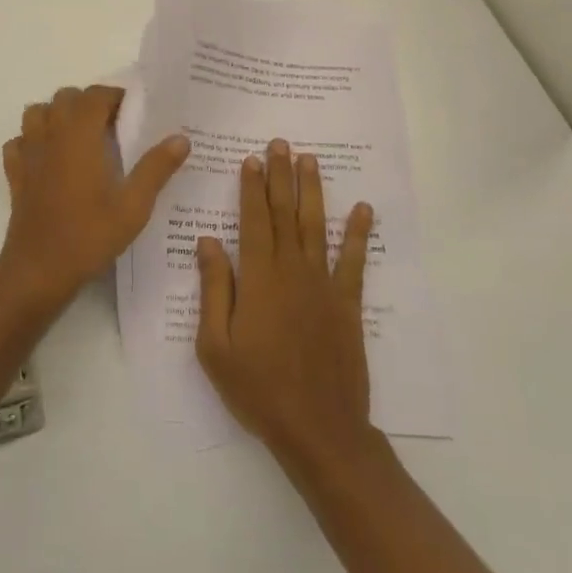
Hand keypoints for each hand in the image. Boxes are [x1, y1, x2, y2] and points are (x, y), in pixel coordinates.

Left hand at [0, 86, 188, 306]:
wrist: (39, 270)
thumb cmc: (89, 235)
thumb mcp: (134, 206)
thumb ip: (156, 168)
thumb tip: (181, 138)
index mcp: (80, 135)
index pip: (95, 95)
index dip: (115, 96)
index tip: (134, 112)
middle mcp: (51, 135)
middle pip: (65, 98)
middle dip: (88, 103)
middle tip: (112, 126)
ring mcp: (28, 153)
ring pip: (37, 113)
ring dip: (57, 115)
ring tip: (80, 137)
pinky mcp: (15, 174)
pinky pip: (19, 142)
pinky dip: (32, 141)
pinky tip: (48, 159)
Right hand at [196, 139, 375, 467]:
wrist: (318, 429)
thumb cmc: (258, 388)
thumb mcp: (215, 345)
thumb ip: (214, 289)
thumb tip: (208, 241)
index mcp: (258, 278)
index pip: (254, 220)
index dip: (252, 187)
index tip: (252, 159)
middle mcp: (292, 271)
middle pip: (284, 213)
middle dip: (281, 176)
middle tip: (281, 143)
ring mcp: (323, 285)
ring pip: (315, 226)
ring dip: (313, 191)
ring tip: (311, 160)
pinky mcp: (347, 304)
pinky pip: (353, 261)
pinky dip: (358, 233)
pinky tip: (363, 209)